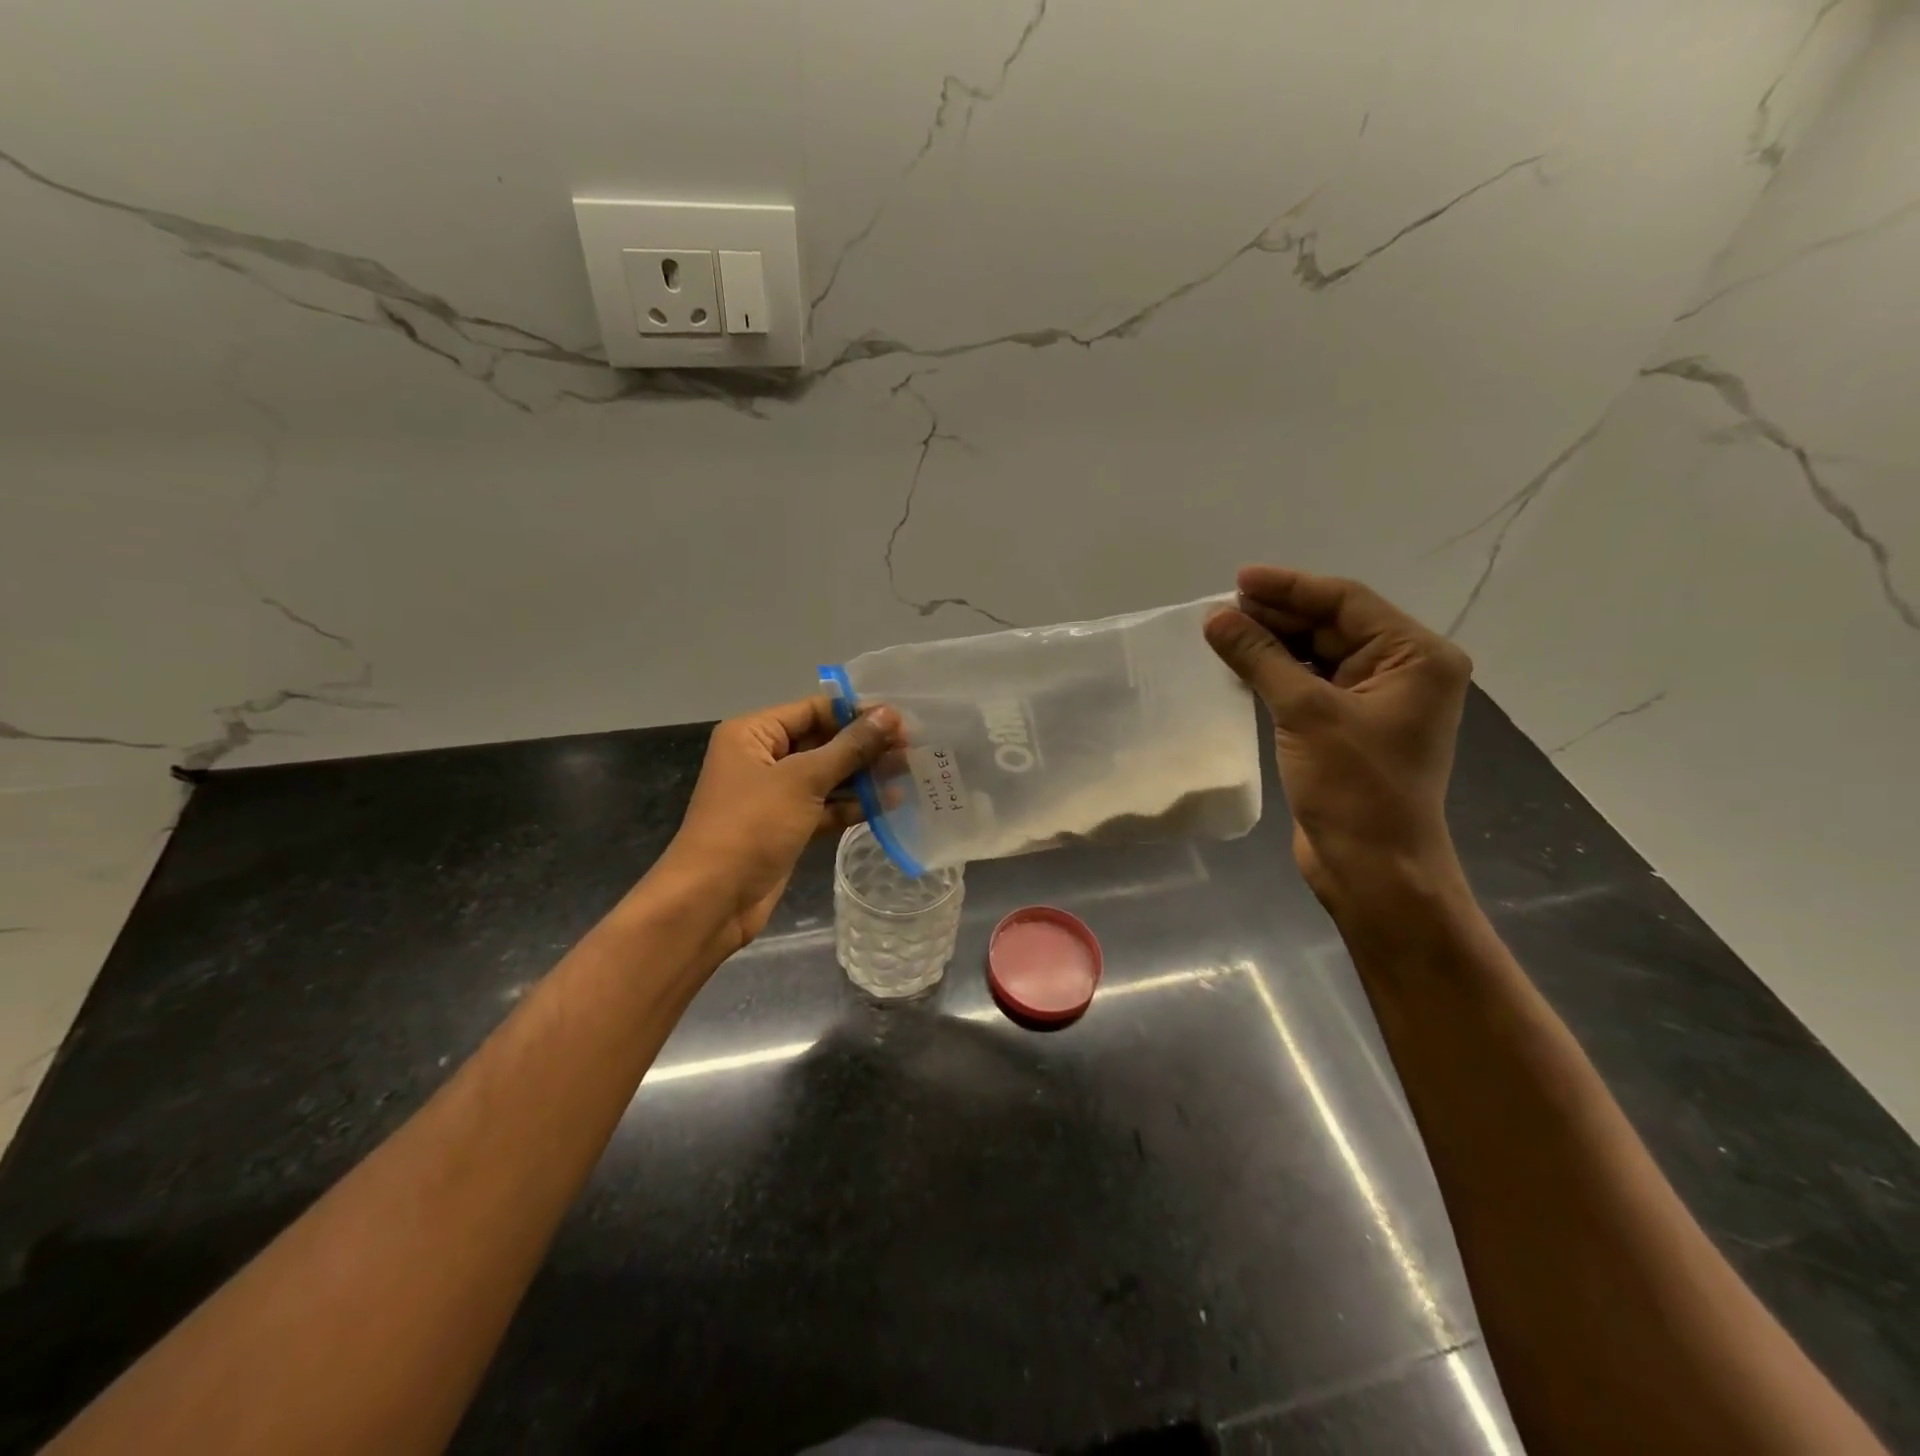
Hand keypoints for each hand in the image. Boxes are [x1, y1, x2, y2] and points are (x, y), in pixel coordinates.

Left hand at [658, 695, 902, 953]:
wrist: (712, 899)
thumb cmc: (751, 826)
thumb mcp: (803, 780)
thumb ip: (849, 747)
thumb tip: (890, 715)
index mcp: (753, 733)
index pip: (813, 709)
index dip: (857, 712)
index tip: (901, 718)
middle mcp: (763, 758)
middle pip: (823, 741)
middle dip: (865, 745)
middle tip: (912, 748)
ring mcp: (776, 795)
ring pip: (828, 776)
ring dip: (864, 776)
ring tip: (909, 772)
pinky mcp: (788, 827)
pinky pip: (825, 807)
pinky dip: (853, 805)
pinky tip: (890, 803)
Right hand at [1204, 565, 1471, 913]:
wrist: (1373, 868)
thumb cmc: (1355, 787)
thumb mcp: (1306, 712)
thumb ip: (1261, 658)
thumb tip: (1216, 618)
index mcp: (1417, 657)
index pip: (1348, 602)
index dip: (1290, 588)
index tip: (1238, 580)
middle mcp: (1403, 671)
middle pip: (1333, 626)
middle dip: (1278, 616)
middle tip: (1222, 610)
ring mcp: (1376, 702)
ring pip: (1318, 655)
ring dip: (1273, 644)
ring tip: (1223, 633)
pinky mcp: (1350, 729)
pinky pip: (1311, 685)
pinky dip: (1277, 674)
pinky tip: (1241, 667)